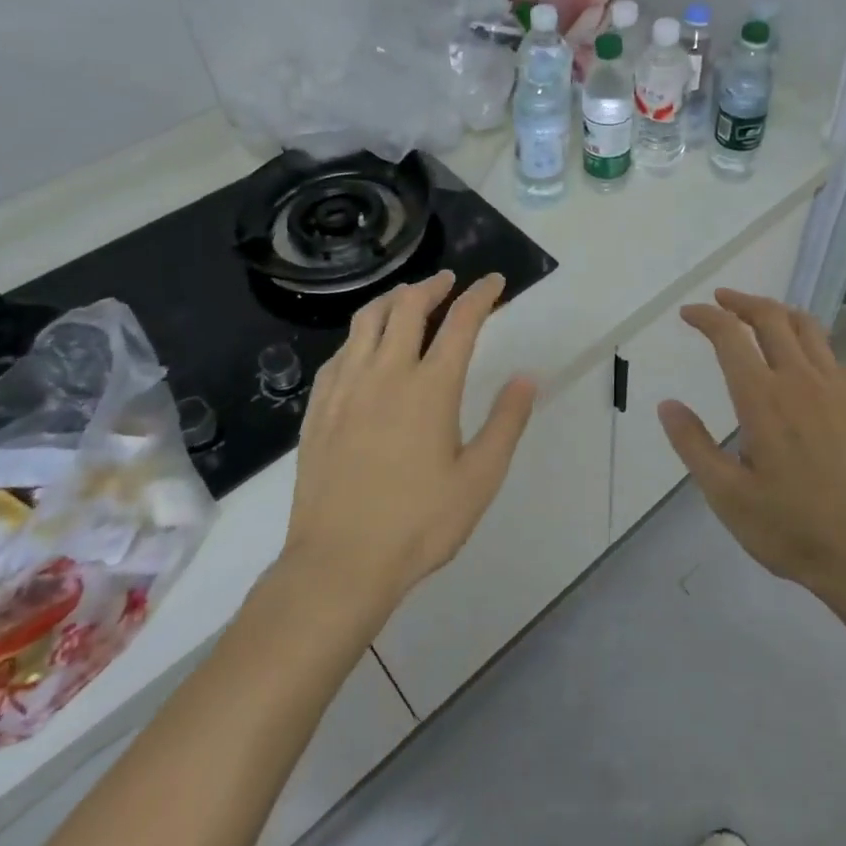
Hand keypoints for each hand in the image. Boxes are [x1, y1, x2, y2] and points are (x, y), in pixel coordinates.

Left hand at [281, 271, 536, 611]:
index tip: (493, 282)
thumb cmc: (419, 523)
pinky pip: (338, 354)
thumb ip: (506, 422)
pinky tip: (364, 348)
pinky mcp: (318, 410)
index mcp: (430, 387)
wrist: (338, 563)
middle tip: (448, 282)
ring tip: (406, 298)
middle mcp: (385, 374)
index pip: (460, 323)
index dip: (480, 296)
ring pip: (366, 322)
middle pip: (407, 308)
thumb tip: (527, 377)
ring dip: (392, 300)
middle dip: (432, 286)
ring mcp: (345, 389)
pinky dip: (359, 336)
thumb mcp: (480, 478)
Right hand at [660, 288, 845, 599]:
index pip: (729, 336)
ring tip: (760, 317)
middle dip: (741, 301)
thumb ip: (693, 445)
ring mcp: (837, 387)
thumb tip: (667, 405)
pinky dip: (810, 344)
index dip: (706, 317)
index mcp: (762, 399)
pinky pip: (832, 355)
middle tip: (721, 301)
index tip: (689, 314)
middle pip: (770, 317)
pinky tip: (803, 365)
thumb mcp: (727, 496)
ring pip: (807, 327)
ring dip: (778, 313)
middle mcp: (800, 380)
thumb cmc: (791, 527)